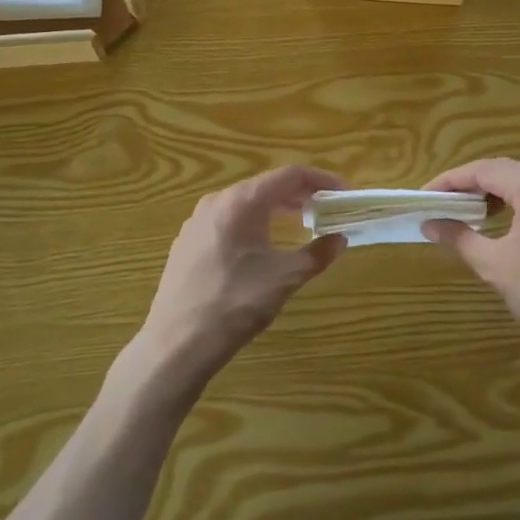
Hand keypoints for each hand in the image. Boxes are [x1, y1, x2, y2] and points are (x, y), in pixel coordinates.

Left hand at [133, 166, 347, 389]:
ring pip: (244, 203)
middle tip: (325, 209)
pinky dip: (252, 223)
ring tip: (299, 223)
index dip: (320, 180)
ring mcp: (196, 222)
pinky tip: (261, 246)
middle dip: (299, 194)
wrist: (177, 343)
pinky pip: (227, 220)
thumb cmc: (236, 303)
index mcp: (242, 201)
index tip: (342, 193)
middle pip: (265, 185)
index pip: (289, 175)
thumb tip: (339, 239)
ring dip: (275, 209)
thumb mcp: (285, 278)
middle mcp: (216, 202)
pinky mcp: (186, 243)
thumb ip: (317, 254)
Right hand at [424, 156, 519, 360]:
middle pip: (512, 167)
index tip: (429, 194)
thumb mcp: (494, 266)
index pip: (486, 170)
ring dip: (508, 185)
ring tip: (487, 210)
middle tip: (455, 201)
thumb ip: (459, 238)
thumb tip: (430, 223)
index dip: (453, 179)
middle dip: (480, 180)